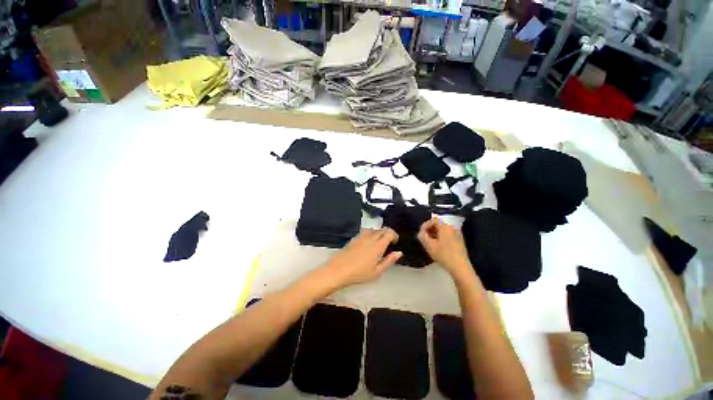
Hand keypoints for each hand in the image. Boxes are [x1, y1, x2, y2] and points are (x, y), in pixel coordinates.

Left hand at [322, 228, 401, 287]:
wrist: (339, 270)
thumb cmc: (359, 274)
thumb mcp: (377, 272)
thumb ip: (389, 261)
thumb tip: (399, 253)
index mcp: (378, 246)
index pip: (389, 233)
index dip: (394, 235)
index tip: (395, 241)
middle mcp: (370, 238)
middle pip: (382, 229)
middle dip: (387, 233)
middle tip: (388, 242)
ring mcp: (361, 237)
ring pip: (373, 229)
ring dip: (378, 233)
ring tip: (378, 242)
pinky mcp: (353, 238)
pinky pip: (364, 231)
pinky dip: (369, 234)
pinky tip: (367, 242)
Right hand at [418, 218, 472, 277]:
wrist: (460, 267)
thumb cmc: (444, 255)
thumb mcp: (429, 246)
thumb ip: (422, 236)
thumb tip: (421, 233)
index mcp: (446, 225)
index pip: (433, 220)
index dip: (425, 225)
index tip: (420, 233)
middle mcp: (453, 226)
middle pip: (438, 223)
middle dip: (430, 229)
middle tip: (424, 237)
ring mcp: (457, 233)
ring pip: (443, 228)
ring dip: (435, 232)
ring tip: (429, 241)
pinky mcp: (459, 239)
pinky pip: (448, 233)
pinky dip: (441, 236)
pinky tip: (437, 244)